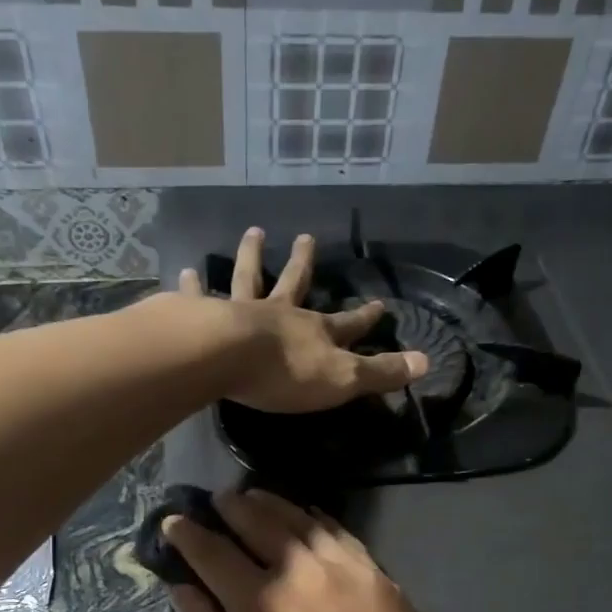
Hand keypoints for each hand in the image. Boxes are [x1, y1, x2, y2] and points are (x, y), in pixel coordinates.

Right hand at [162, 489, 479, 611]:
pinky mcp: (378, 574)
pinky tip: (308, 517)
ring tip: (254, 498)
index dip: (188, 534)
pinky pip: (339, 532)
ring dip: (271, 504)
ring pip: (301, 519)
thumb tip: (183, 590)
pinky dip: (315, 518)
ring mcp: (347, 567)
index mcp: (261, 603)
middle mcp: (303, 570)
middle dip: (231, 507)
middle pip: (258, 521)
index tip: (173, 521)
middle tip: (217, 501)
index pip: (213, 552)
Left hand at [178, 228, 428, 412]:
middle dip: (303, 263)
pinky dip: (191, 286)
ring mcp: (241, 311)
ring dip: (251, 256)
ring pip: (248, 278)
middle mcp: (280, 313)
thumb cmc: (286, 373)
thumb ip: (382, 372)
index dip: (365, 317)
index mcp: (314, 332)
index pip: (348, 324)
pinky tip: (184, 272)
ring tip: (253, 233)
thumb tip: (427, 362)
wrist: (228, 358)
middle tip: (304, 237)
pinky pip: (197, 298)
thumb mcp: (344, 379)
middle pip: (294, 283)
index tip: (380, 304)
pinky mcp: (204, 316)